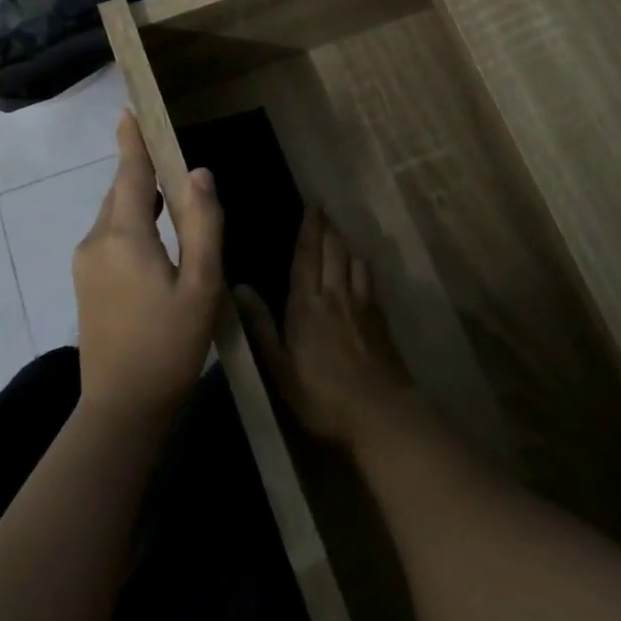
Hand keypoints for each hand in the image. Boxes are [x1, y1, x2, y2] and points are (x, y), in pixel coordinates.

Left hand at [72, 110, 224, 423]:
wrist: (123, 407)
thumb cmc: (170, 344)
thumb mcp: (201, 285)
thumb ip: (202, 224)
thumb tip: (199, 173)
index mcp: (124, 236)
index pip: (131, 174)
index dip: (133, 141)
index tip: (129, 109)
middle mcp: (96, 240)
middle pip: (122, 192)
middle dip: (143, 170)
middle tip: (170, 153)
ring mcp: (86, 262)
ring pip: (115, 214)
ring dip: (140, 198)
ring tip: (171, 192)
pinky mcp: (86, 282)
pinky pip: (110, 235)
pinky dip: (132, 222)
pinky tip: (156, 235)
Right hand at [239, 208, 417, 451]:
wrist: (380, 413)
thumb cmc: (321, 395)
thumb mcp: (280, 367)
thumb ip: (261, 326)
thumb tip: (239, 286)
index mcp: (307, 304)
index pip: (307, 256)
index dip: (309, 230)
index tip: (312, 207)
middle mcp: (336, 295)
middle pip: (334, 251)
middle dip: (328, 229)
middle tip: (323, 212)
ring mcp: (362, 306)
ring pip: (354, 261)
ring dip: (346, 244)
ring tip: (340, 235)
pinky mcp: (381, 319)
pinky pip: (369, 280)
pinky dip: (362, 266)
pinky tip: (361, 270)